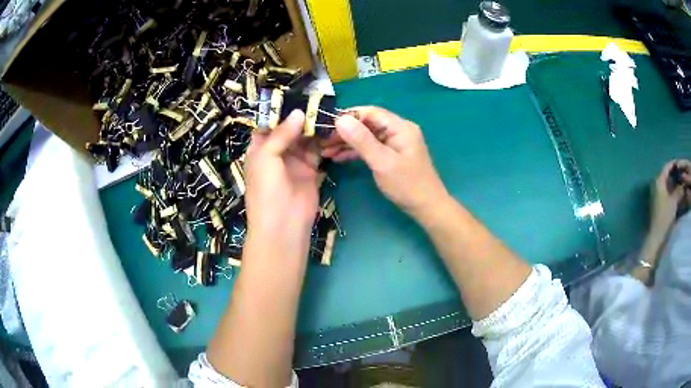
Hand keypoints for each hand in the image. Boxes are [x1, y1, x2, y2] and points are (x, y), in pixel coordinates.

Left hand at [244, 110, 319, 251]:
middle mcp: (277, 152)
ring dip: (315, 127)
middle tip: (319, 100)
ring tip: (328, 111)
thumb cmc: (266, 189)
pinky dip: (324, 141)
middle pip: (290, 129)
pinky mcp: (311, 169)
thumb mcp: (266, 157)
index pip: (269, 124)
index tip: (297, 95)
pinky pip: (318, 151)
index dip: (281, 111)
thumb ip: (281, 133)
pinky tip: (333, 128)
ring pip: (305, 138)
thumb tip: (298, 112)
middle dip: (302, 116)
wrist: (283, 224)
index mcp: (260, 148)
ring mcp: (295, 161)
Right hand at [321, 107, 447, 219]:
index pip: (370, 112)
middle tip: (323, 142)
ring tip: (325, 151)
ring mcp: (394, 143)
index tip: (327, 126)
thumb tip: (340, 119)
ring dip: (347, 143)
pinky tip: (339, 157)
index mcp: (400, 127)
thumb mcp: (382, 162)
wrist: (426, 207)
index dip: (348, 116)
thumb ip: (362, 140)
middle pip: (367, 124)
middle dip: (345, 132)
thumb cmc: (407, 185)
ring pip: (366, 136)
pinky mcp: (391, 154)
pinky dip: (356, 152)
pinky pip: (371, 147)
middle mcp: (398, 130)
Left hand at [649, 159, 690, 236]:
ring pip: (667, 183)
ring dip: (674, 182)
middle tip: (682, 172)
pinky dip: (672, 190)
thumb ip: (679, 190)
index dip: (674, 164)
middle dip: (675, 173)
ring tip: (681, 181)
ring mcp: (656, 194)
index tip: (681, 163)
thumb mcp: (674, 202)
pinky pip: (666, 191)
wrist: (656, 237)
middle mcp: (656, 184)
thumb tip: (684, 184)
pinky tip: (677, 192)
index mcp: (658, 181)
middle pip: (666, 174)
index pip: (667, 166)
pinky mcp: (658, 203)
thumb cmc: (665, 217)